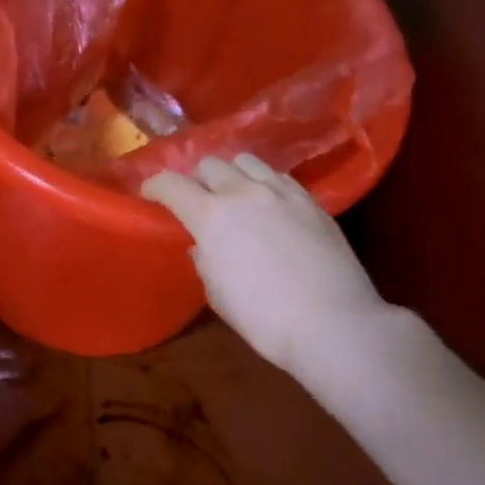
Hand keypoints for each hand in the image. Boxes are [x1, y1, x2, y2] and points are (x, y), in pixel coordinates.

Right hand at [142, 154, 388, 375]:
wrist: (334, 324)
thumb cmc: (265, 319)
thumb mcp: (217, 293)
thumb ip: (204, 258)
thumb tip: (204, 243)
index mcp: (211, 216)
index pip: (171, 184)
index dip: (154, 186)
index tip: (150, 194)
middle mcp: (242, 192)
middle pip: (209, 164)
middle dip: (195, 179)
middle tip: (197, 200)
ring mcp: (280, 192)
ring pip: (245, 161)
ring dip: (231, 174)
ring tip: (234, 194)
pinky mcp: (310, 200)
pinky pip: (277, 176)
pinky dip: (262, 183)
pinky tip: (267, 204)